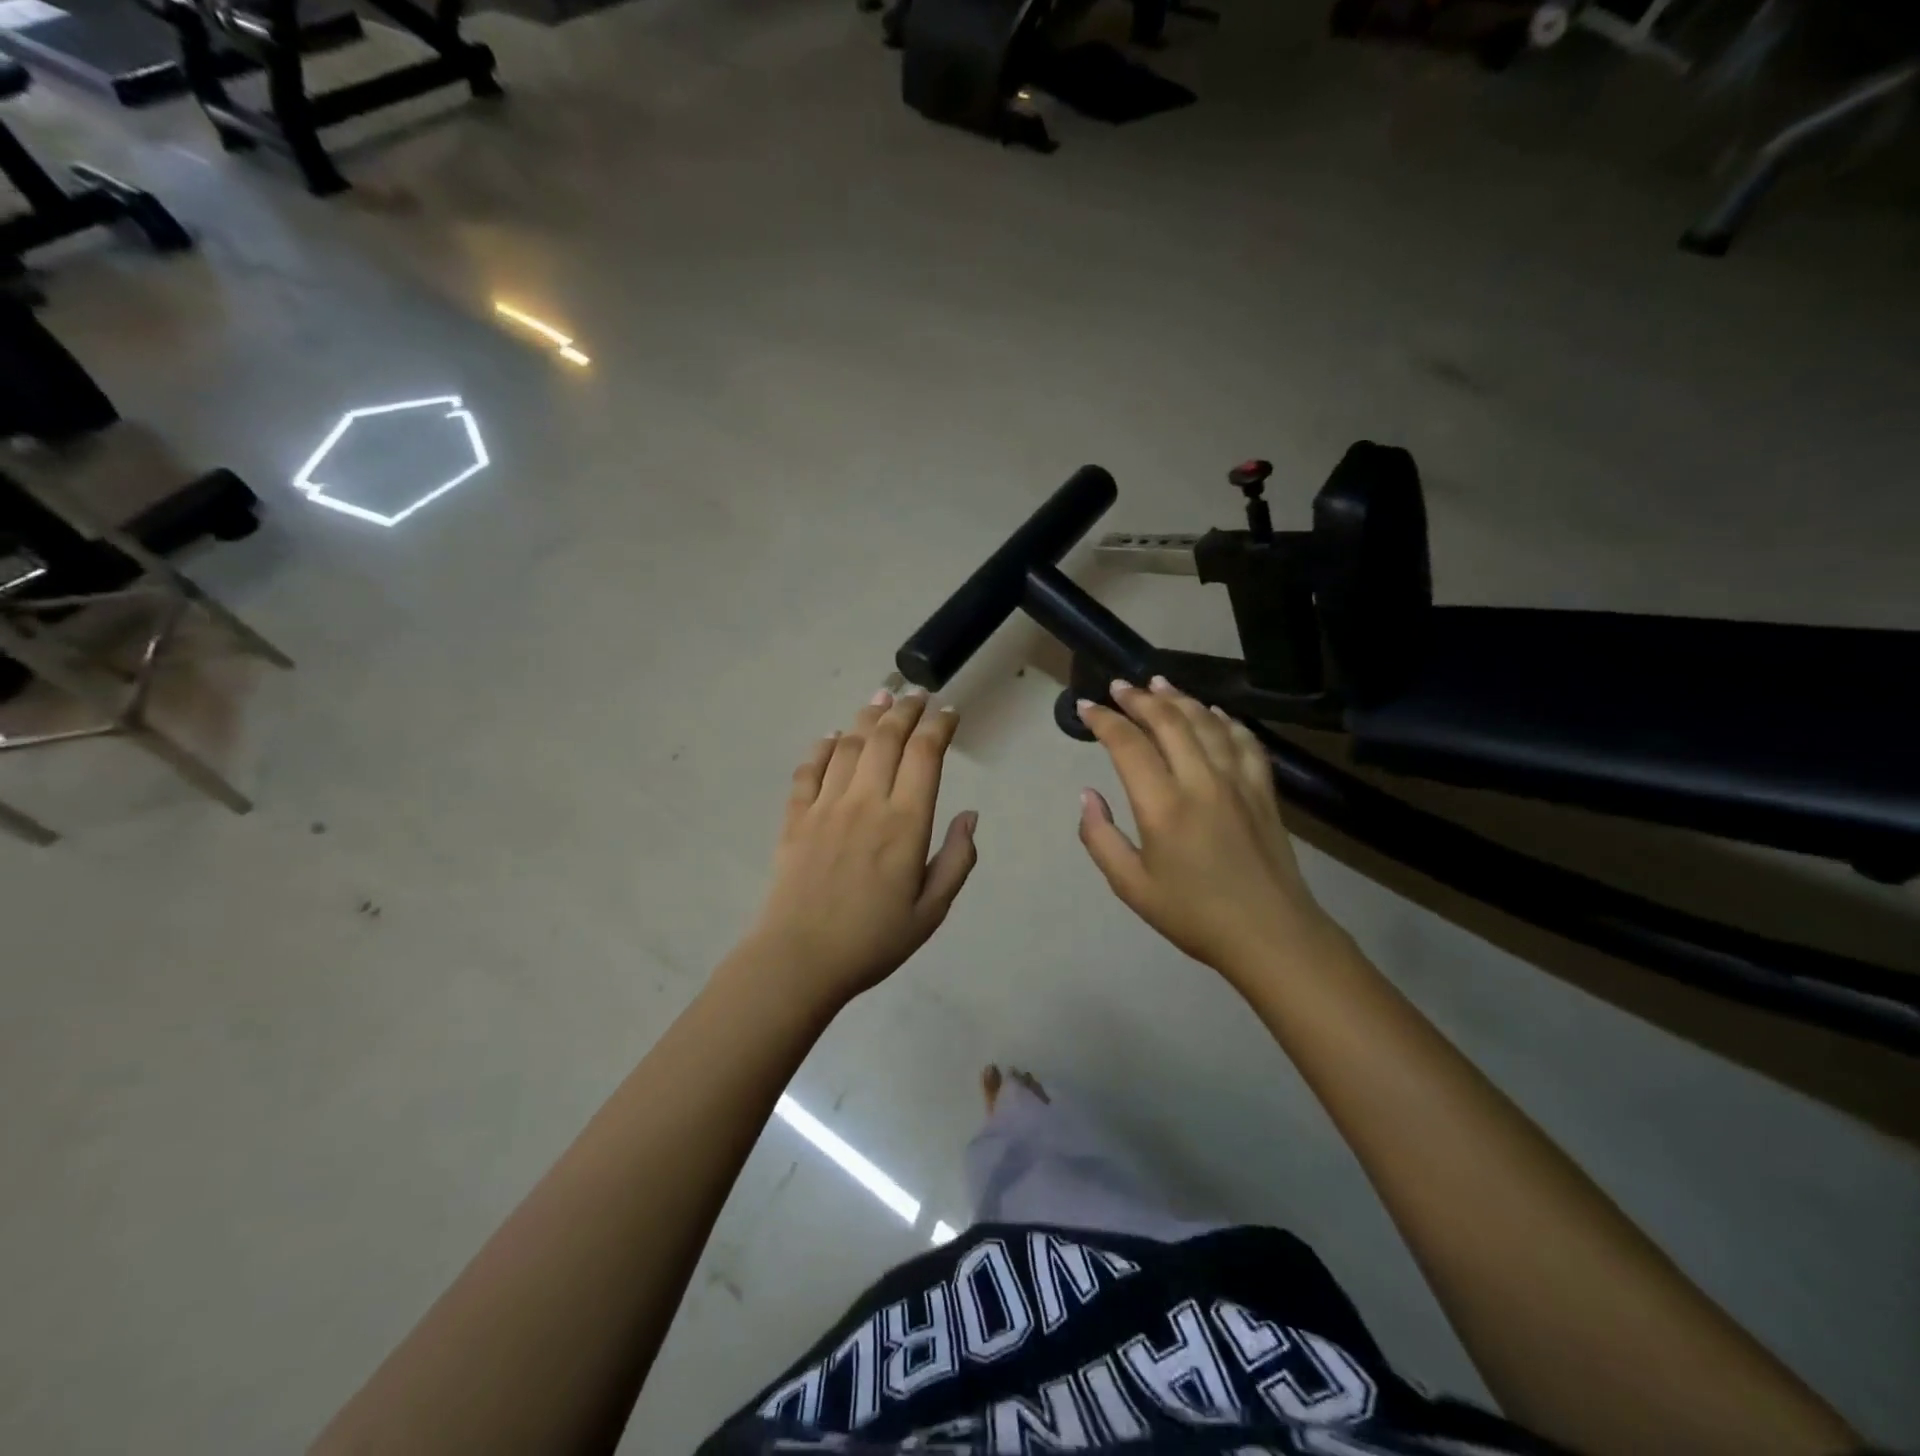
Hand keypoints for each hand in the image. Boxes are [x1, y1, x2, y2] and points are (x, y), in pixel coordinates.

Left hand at [741, 688, 978, 1009]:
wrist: (798, 960)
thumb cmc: (873, 941)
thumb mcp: (932, 911)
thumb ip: (957, 860)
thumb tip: (971, 816)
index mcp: (905, 823)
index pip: (925, 754)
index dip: (939, 725)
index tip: (949, 712)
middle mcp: (866, 802)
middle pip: (886, 737)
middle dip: (906, 709)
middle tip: (917, 693)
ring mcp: (826, 806)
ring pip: (848, 744)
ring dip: (867, 716)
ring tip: (881, 697)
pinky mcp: (795, 817)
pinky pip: (808, 770)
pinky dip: (821, 746)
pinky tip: (831, 735)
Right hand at [1076, 677, 1330, 984]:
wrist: (1271, 935)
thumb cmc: (1194, 915)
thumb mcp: (1131, 886)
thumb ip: (1100, 837)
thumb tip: (1087, 795)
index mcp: (1163, 806)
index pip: (1128, 744)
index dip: (1104, 720)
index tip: (1086, 707)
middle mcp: (1201, 781)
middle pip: (1169, 721)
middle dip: (1139, 698)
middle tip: (1119, 686)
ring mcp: (1238, 781)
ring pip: (1207, 722)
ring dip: (1179, 698)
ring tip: (1158, 683)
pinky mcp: (1263, 789)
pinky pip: (1244, 740)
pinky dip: (1225, 719)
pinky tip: (1214, 712)